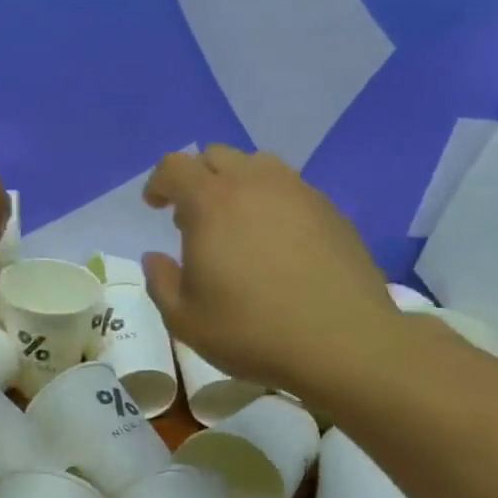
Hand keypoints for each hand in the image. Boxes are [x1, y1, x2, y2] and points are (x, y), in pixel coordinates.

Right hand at [142, 145, 399, 395]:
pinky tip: (274, 242)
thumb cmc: (251, 330)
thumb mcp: (184, 319)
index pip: (175, 166)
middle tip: (192, 218)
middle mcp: (255, 184)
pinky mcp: (330, 211)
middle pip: (217, 156)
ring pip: (258, 165)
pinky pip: (290, 189)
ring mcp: (298, 193)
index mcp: (211, 203)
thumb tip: (156, 257)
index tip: (154, 206)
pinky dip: (270, 202)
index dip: (158, 182)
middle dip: (196, 178)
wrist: (342, 342)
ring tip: (235, 224)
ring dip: (236, 184)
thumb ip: (160, 281)